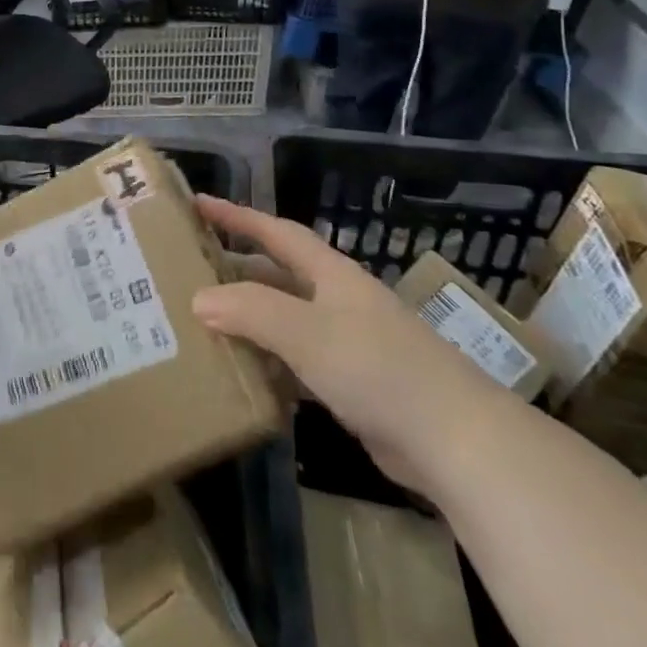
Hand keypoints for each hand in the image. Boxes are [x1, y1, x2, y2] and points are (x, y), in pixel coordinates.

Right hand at [192, 195, 511, 493]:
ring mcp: (349, 342)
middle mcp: (338, 300)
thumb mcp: (306, 332)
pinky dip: (269, 362)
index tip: (199, 205)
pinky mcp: (354, 384)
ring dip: (249, 320)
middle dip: (236, 270)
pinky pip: (297, 362)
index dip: (237, 217)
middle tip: (189, 273)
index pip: (276, 232)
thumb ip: (250, 310)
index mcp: (331, 274)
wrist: (456, 441)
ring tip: (203, 323)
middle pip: (278, 275)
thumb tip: (197, 299)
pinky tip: (244, 375)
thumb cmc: (378, 368)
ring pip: (285, 320)